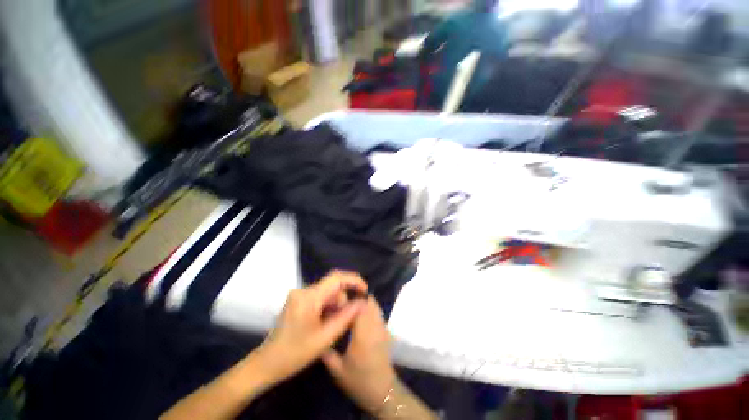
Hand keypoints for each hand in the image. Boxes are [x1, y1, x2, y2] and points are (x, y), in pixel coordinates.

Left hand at [255, 270, 367, 382]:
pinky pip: (319, 296)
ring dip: (335, 304)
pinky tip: (325, 322)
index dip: (354, 280)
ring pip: (327, 291)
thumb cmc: (295, 354)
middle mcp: (303, 290)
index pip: (336, 278)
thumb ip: (346, 317)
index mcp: (309, 298)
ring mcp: (299, 294)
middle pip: (332, 286)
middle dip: (343, 299)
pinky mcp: (298, 299)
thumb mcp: (325, 338)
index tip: (364, 291)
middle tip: (347, 318)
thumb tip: (362, 303)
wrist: (267, 363)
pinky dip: (327, 306)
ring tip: (332, 325)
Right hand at [321, 297, 396, 412]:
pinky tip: (360, 316)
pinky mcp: (385, 330)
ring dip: (363, 302)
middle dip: (356, 299)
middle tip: (343, 303)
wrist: (382, 391)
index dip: (350, 300)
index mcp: (363, 334)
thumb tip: (319, 335)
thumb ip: (327, 352)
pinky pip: (378, 312)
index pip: (360, 307)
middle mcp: (375, 326)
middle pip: (369, 302)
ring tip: (350, 307)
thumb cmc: (359, 381)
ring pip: (375, 305)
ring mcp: (382, 327)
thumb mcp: (338, 370)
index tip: (339, 302)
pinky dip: (370, 308)